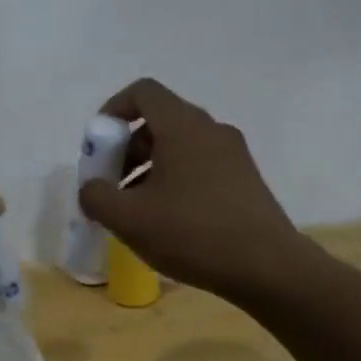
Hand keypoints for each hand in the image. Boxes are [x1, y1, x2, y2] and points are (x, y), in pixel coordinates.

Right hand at [76, 78, 307, 300]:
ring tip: (136, 209)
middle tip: (113, 186)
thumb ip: (97, 196)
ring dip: (148, 168)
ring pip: (179, 146)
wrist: (268, 268)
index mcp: (183, 127)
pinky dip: (174, 179)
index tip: (98, 146)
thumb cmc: (192, 234)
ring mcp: (232, 154)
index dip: (112, 111)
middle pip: (158, 121)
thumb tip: (92, 188)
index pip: (143, 92)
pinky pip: (199, 165)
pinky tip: (167, 220)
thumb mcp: (128, 219)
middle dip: (126, 148)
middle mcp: (210, 130)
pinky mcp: (244, 179)